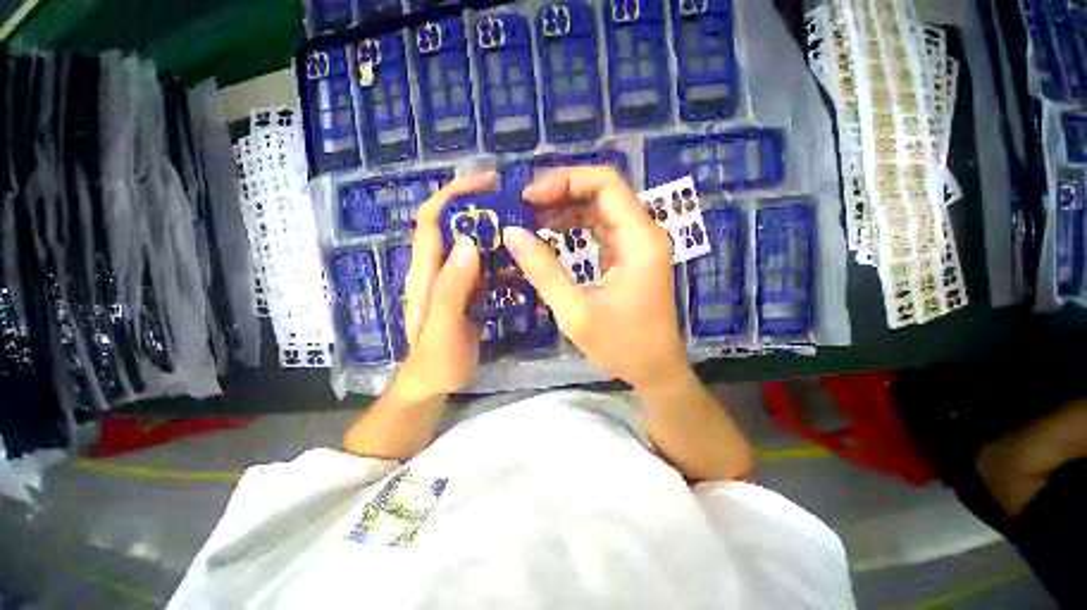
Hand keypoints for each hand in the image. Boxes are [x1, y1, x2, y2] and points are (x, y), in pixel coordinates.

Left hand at [397, 172, 496, 396]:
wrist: (434, 384)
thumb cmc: (436, 361)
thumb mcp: (442, 328)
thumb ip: (451, 289)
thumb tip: (467, 243)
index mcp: (426, 273)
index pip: (432, 219)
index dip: (453, 194)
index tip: (486, 182)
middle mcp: (436, 270)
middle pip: (452, 225)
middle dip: (477, 206)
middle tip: (513, 202)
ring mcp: (452, 281)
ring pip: (469, 244)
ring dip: (491, 230)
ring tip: (521, 226)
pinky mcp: (466, 292)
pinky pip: (481, 266)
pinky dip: (497, 256)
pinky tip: (518, 260)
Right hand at [503, 166, 689, 391]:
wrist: (655, 370)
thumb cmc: (622, 345)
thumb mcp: (576, 312)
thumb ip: (543, 271)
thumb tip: (512, 233)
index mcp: (640, 240)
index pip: (606, 184)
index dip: (565, 181)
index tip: (530, 197)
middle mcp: (644, 233)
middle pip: (603, 191)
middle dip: (561, 193)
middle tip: (524, 207)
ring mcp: (638, 244)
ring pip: (600, 208)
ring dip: (566, 208)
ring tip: (531, 218)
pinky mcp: (630, 256)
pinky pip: (601, 228)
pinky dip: (575, 226)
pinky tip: (552, 233)